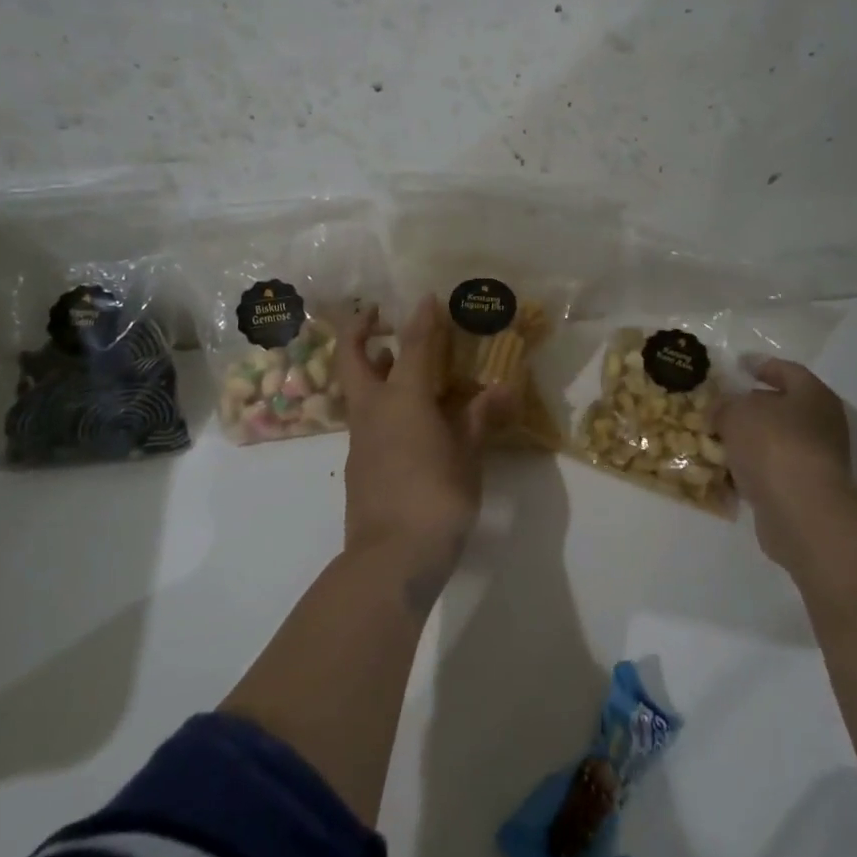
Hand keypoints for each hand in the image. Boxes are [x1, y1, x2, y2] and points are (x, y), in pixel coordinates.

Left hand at [335, 296, 511, 588]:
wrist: (390, 559)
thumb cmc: (436, 499)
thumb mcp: (467, 456)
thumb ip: (480, 419)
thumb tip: (503, 389)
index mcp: (402, 400)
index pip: (412, 346)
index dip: (421, 319)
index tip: (427, 298)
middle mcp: (373, 411)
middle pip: (353, 359)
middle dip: (359, 330)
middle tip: (377, 315)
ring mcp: (360, 439)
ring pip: (357, 389)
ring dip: (371, 367)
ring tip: (398, 361)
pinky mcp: (359, 465)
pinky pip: (366, 419)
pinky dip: (381, 403)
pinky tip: (407, 417)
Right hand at [713, 358, 856, 570]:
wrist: (801, 512)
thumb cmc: (773, 445)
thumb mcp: (736, 413)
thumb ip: (725, 406)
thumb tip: (722, 410)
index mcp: (813, 395)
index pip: (786, 370)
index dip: (760, 365)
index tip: (737, 365)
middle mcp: (821, 425)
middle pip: (782, 408)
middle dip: (751, 407)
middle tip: (720, 404)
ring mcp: (816, 460)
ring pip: (774, 442)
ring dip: (748, 441)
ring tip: (715, 438)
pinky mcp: (804, 492)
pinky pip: (770, 471)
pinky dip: (750, 469)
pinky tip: (724, 470)